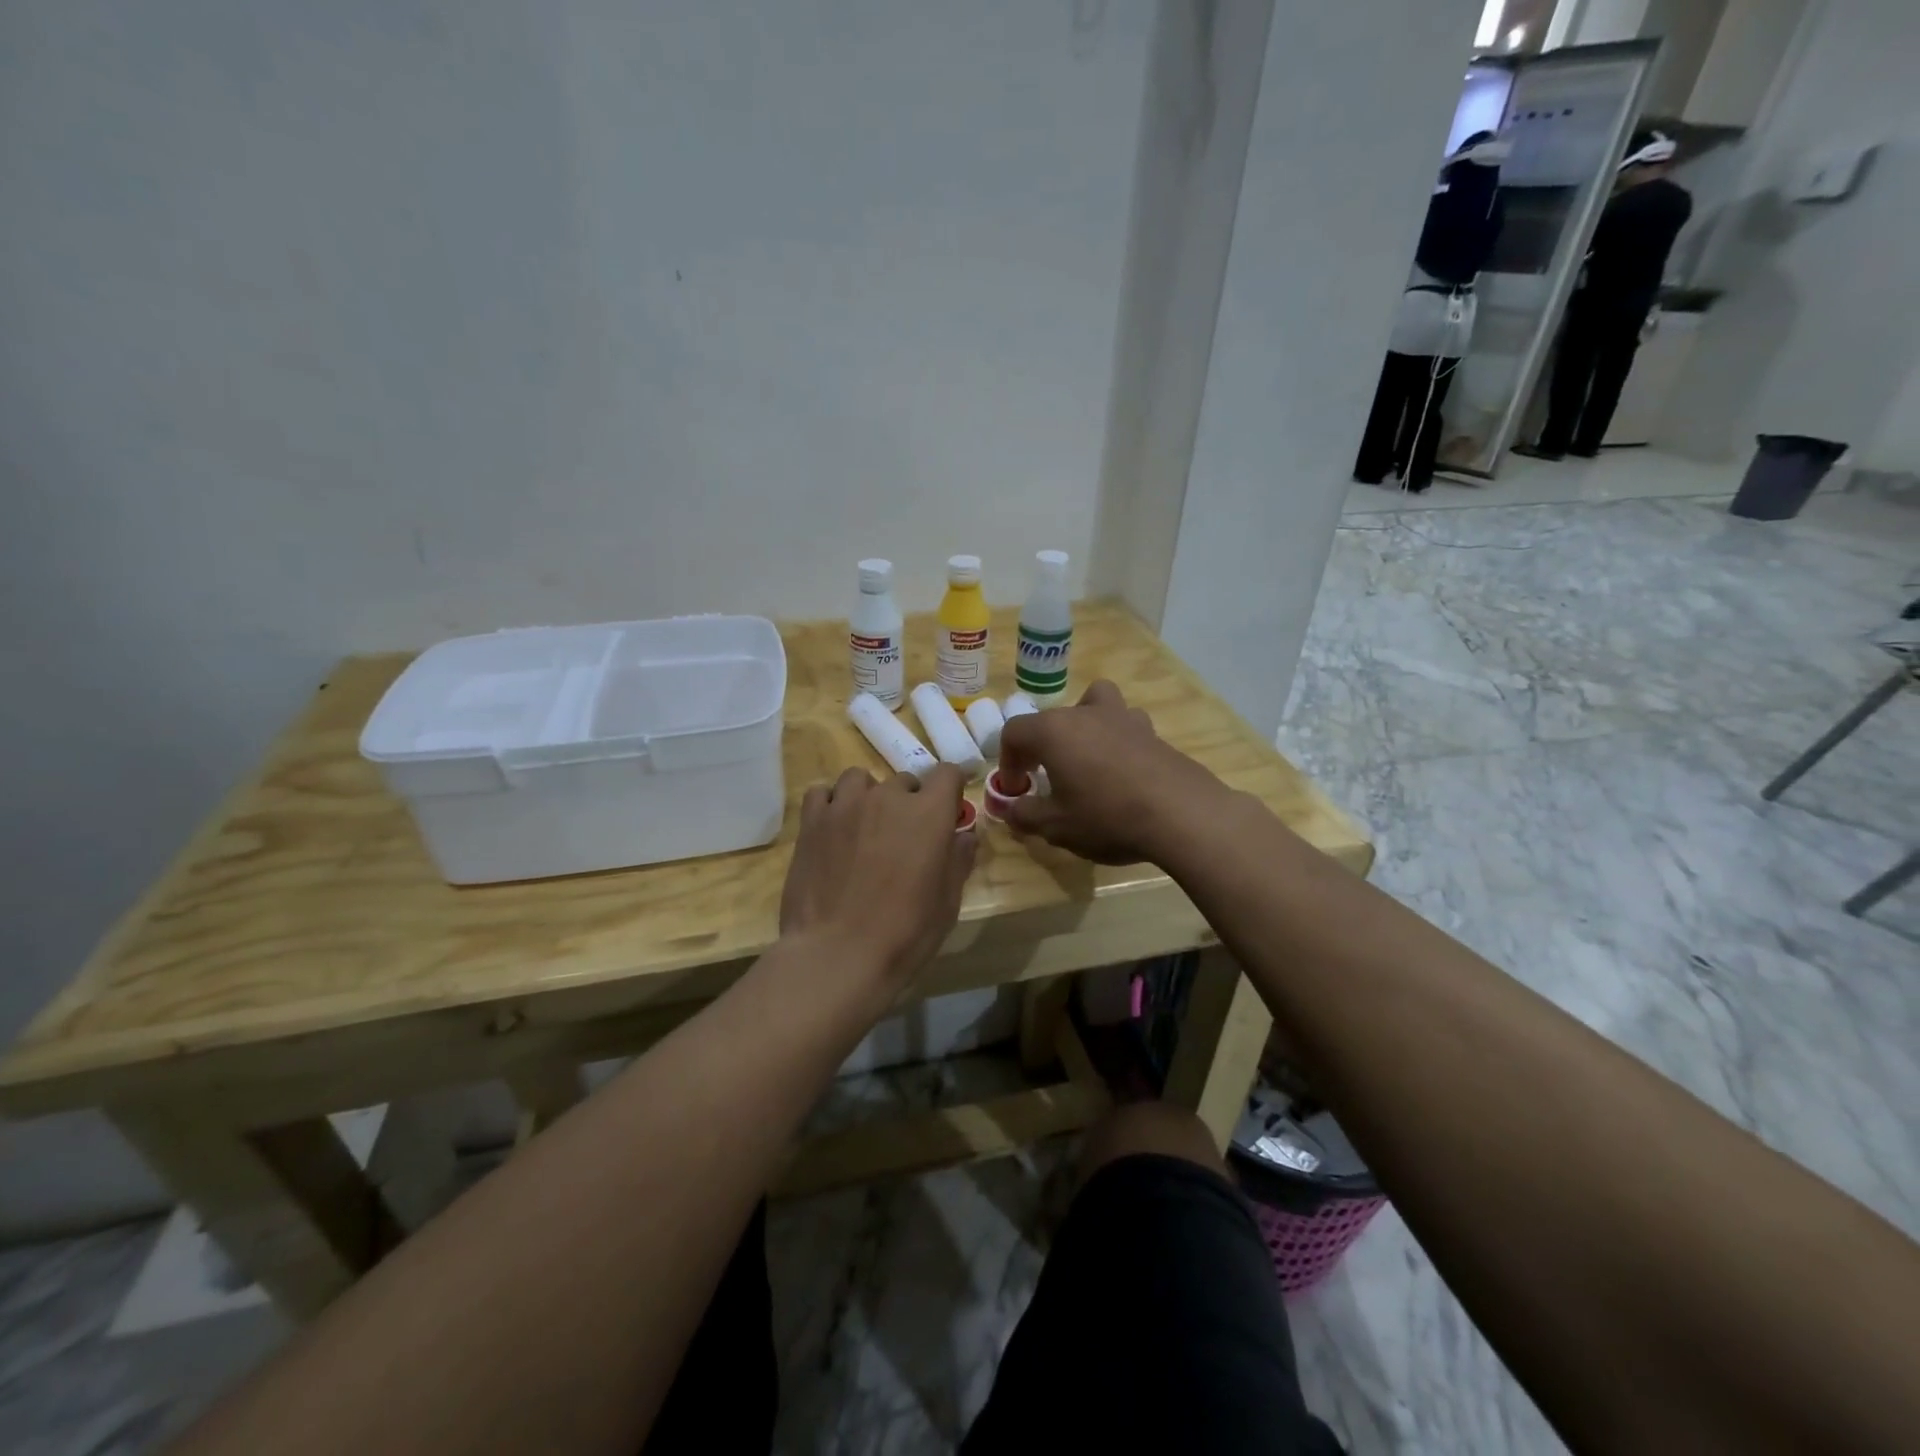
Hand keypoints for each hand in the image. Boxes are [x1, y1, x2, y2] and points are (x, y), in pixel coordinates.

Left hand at [779, 764, 976, 989]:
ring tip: (865, 828)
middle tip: (904, 839)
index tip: (947, 810)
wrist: (837, 955)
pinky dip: (832, 804)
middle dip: (909, 803)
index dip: (950, 789)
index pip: (947, 773)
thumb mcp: (947, 903)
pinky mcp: (812, 821)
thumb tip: (964, 835)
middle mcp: (888, 797)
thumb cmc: (904, 933)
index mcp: (929, 813)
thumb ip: (958, 861)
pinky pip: (823, 793)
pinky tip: (833, 829)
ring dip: (869, 797)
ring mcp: (846, 805)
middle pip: (904, 782)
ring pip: (861, 780)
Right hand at [996, 681, 1230, 864]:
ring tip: (1087, 759)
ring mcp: (1124, 719)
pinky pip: (1125, 726)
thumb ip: (1026, 815)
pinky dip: (1117, 741)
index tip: (1017, 789)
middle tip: (1045, 779)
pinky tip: (1123, 772)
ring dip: (1084, 726)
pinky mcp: (1154, 733)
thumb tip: (1012, 810)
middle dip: (1041, 746)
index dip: (1008, 760)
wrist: (1181, 815)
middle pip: (1052, 718)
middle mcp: (1086, 714)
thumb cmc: (1107, 816)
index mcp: (1054, 731)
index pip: (1015, 732)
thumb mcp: (1056, 826)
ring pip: (1095, 704)